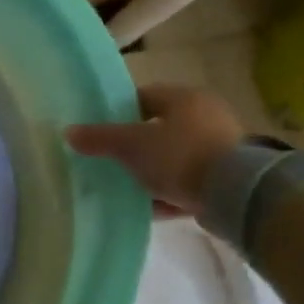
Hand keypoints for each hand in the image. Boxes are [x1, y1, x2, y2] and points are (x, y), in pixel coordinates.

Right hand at [64, 83, 244, 218]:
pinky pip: (188, 181)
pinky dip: (169, 191)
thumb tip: (68, 132)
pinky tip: (149, 206)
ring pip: (173, 156)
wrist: (235, 194)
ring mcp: (220, 147)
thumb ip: (99, 138)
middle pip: (159, 128)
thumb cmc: (179, 156)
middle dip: (134, 145)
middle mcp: (206, 116)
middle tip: (110, 160)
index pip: (143, 96)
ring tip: (126, 186)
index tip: (99, 131)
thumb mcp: (130, 145)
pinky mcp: (227, 177)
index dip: (118, 112)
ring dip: (151, 171)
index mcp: (184, 98)